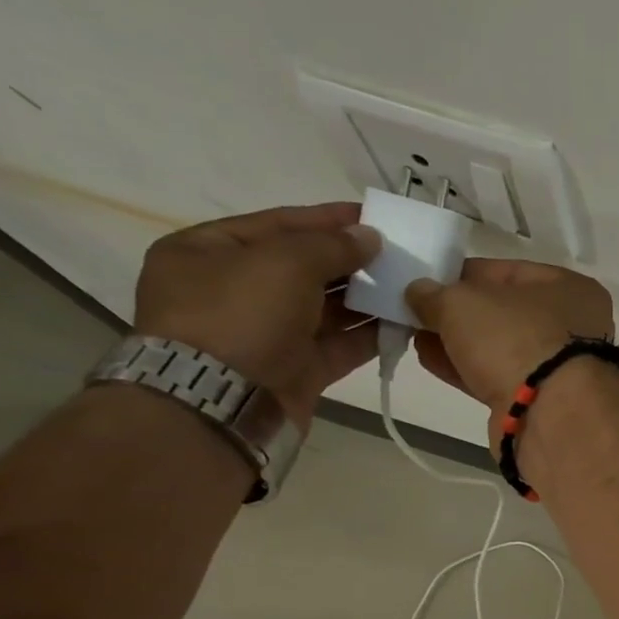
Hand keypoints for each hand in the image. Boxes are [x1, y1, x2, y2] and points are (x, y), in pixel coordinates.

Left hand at [133, 203, 381, 426]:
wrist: (222, 401)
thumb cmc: (240, 315)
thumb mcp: (284, 262)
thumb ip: (331, 245)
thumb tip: (369, 237)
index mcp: (208, 253)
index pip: (277, 224)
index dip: (326, 219)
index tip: (373, 217)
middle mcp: (234, 291)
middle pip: (304, 267)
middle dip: (352, 262)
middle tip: (400, 255)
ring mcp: (266, 334)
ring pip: (326, 309)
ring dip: (367, 299)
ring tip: (409, 287)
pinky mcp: (295, 370)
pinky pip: (338, 345)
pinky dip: (369, 335)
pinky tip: (403, 323)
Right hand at [406, 259, 614, 418]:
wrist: (550, 416)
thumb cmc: (515, 339)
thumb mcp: (462, 302)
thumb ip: (435, 294)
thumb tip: (419, 292)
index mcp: (570, 288)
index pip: (509, 272)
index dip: (464, 273)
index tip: (427, 280)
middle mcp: (574, 325)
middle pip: (505, 312)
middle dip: (459, 312)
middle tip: (416, 311)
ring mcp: (560, 367)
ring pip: (501, 347)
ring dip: (459, 342)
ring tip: (415, 335)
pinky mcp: (543, 401)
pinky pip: (499, 377)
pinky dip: (467, 368)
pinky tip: (430, 361)